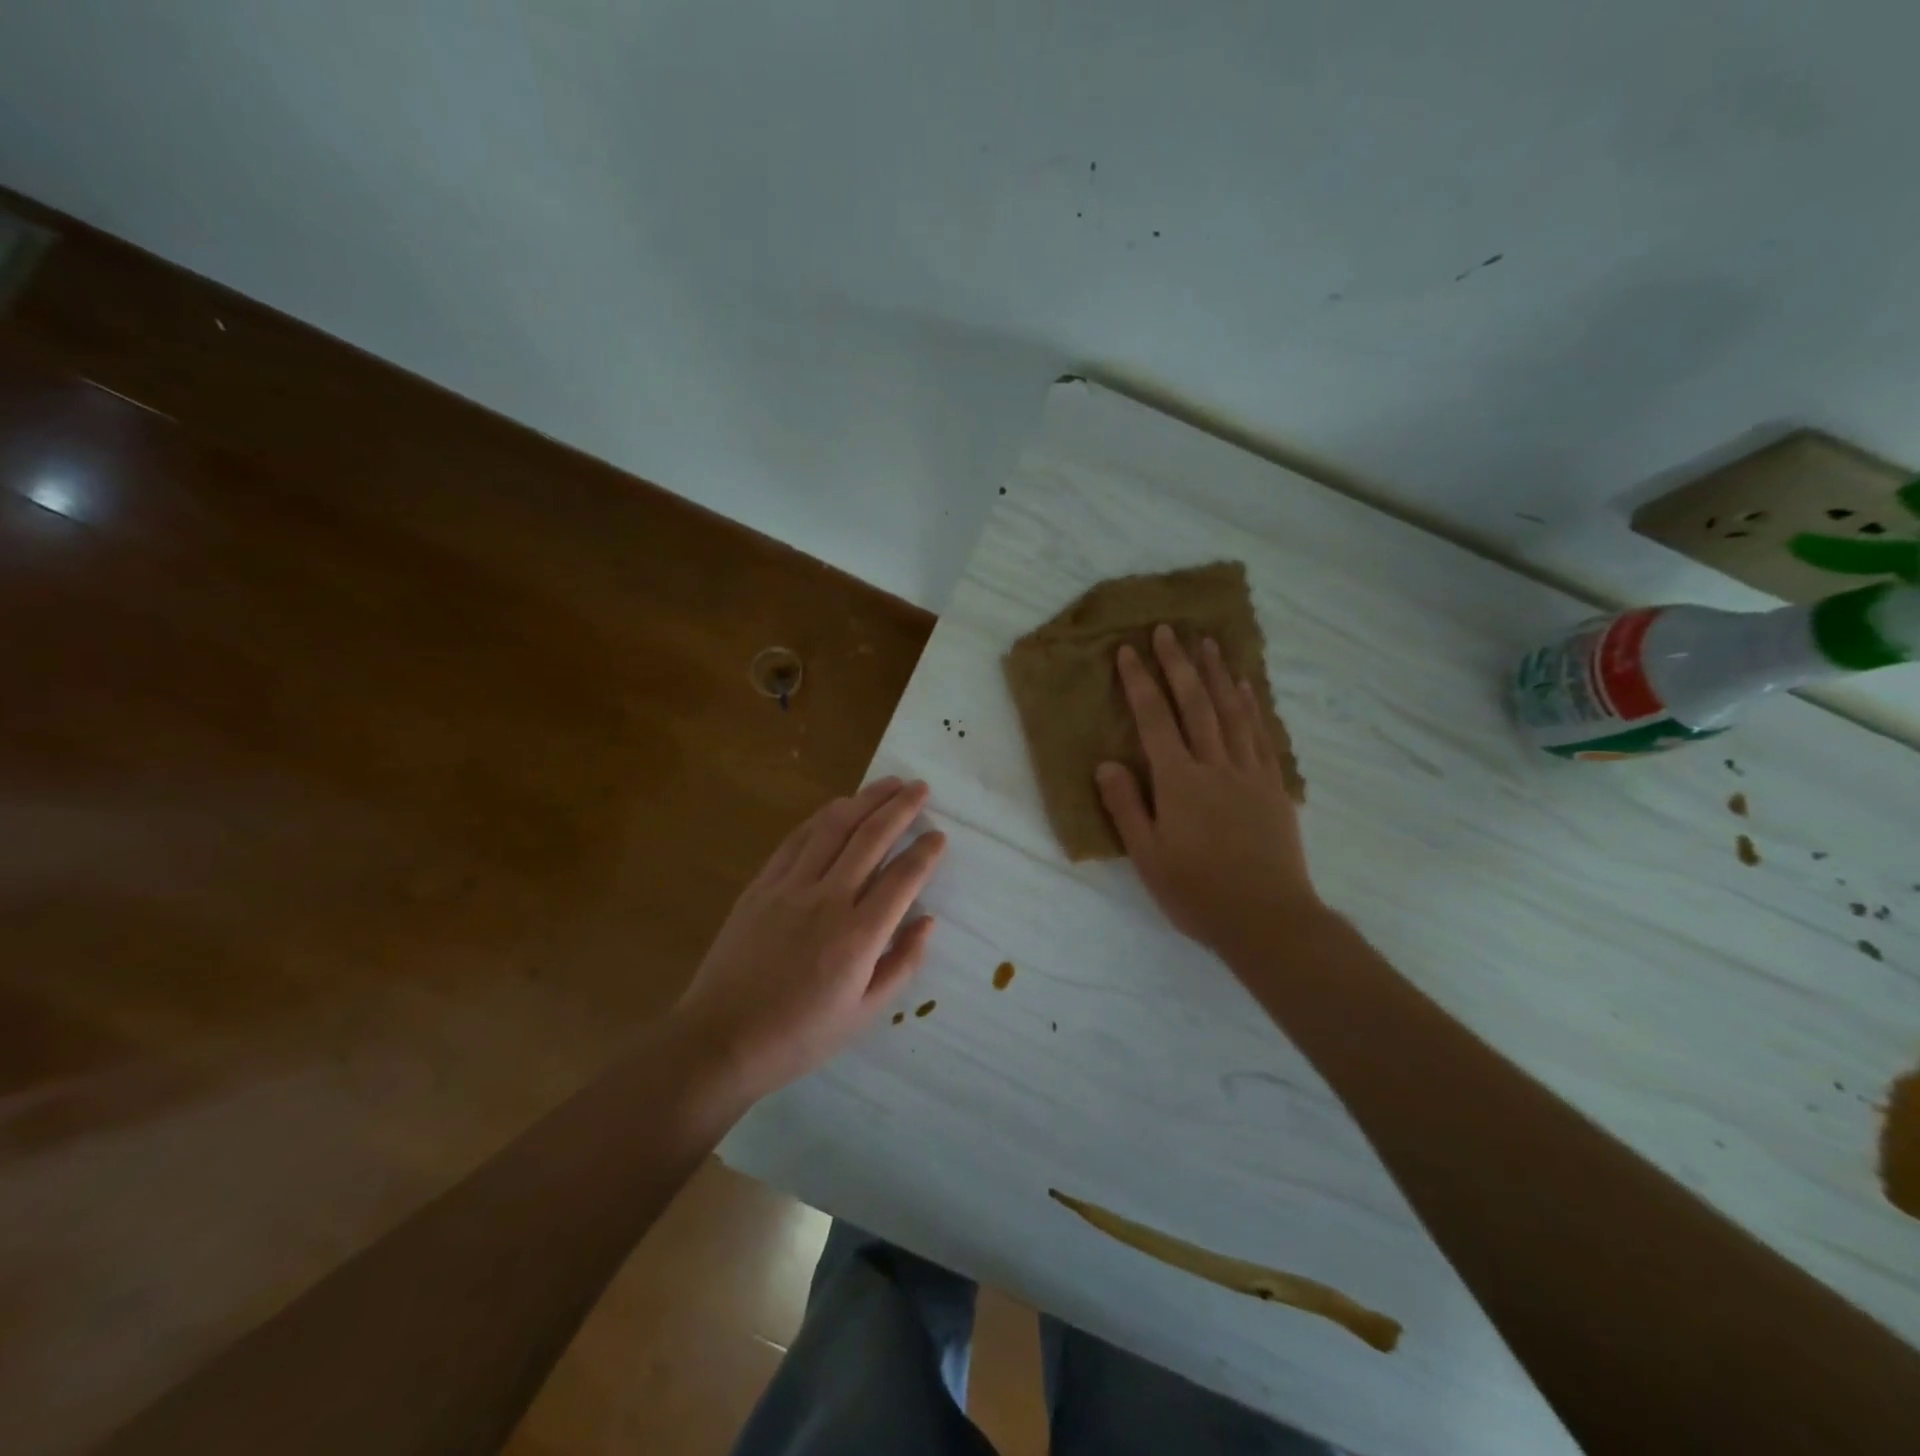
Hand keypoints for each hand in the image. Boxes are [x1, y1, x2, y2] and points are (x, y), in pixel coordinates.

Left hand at [675, 777, 945, 1098]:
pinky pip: (796, 840)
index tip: (939, 835)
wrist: (721, 1039)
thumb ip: (902, 964)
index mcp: (858, 935)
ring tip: (887, 783)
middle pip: (871, 838)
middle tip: (920, 787)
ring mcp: (789, 887)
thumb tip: (928, 921)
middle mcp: (827, 899)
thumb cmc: (799, 1036)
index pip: (903, 878)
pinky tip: (837, 807)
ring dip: (864, 800)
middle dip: (900, 807)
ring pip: (833, 828)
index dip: (925, 852)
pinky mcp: (761, 885)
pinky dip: (821, 817)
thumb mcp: (864, 1015)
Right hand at [1096, 626, 1321, 960]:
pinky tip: (1246, 688)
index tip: (1129, 651)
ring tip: (1208, 643)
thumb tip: (1106, 764)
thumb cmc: (1198, 892)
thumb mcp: (1147, 857)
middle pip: (1195, 704)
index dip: (1140, 683)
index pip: (1155, 721)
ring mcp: (1249, 773)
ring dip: (1217, 674)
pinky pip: (1261, 735)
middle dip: (1178, 664)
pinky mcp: (1273, 786)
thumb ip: (1126, 807)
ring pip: (1232, 712)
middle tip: (1167, 630)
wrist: (1268, 918)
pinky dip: (1251, 706)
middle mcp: (1215, 766)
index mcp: (1179, 782)